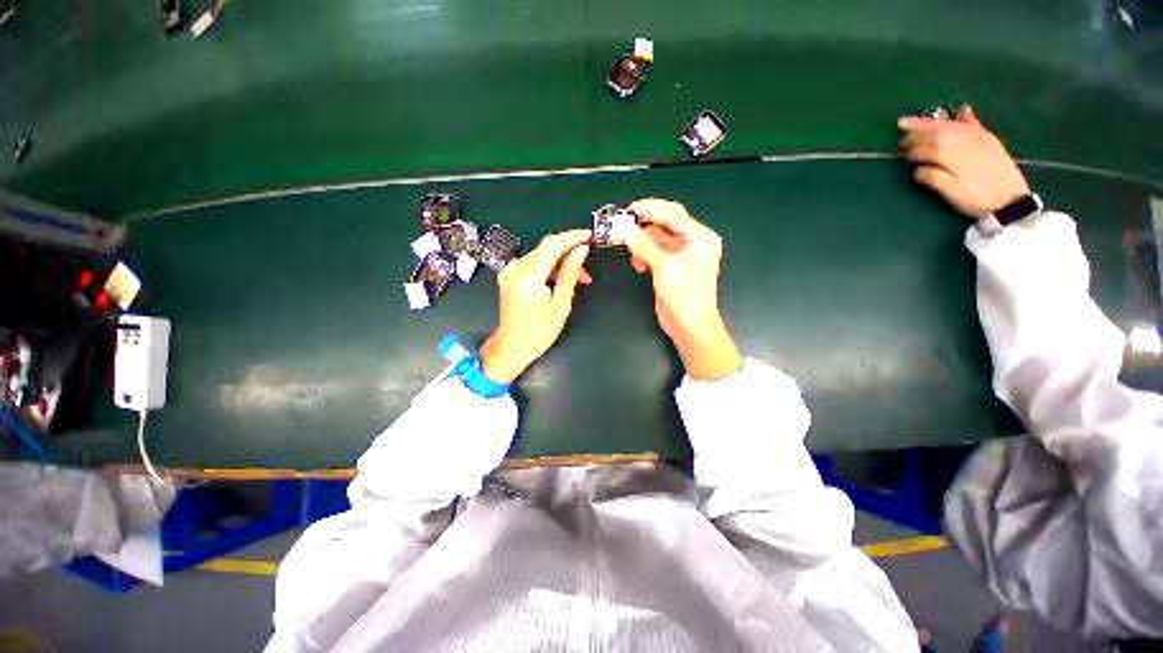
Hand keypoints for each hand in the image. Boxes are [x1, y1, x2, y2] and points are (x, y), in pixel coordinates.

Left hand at [480, 230, 591, 383]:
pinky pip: (533, 265)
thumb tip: (581, 250)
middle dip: (569, 253)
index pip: (552, 245)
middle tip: (587, 267)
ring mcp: (510, 271)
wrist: (512, 347)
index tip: (590, 236)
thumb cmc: (539, 332)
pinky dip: (549, 269)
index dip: (572, 237)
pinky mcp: (510, 276)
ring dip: (561, 264)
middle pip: (546, 249)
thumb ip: (570, 274)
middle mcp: (515, 268)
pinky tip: (561, 281)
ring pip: (541, 257)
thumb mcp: (560, 304)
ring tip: (580, 279)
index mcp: (527, 276)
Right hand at [624, 198, 742, 379]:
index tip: (629, 209)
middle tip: (622, 224)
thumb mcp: (665, 268)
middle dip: (644, 225)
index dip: (651, 209)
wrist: (690, 327)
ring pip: (657, 239)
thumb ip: (645, 246)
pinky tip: (637, 264)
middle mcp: (693, 243)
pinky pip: (654, 253)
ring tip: (628, 246)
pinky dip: (644, 255)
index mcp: (700, 238)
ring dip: (642, 242)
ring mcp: (681, 256)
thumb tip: (626, 229)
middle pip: (666, 224)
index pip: (674, 214)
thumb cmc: (685, 296)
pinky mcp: (670, 268)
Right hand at [898, 105, 1030, 219]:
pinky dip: (967, 116)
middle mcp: (965, 143)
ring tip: (920, 119)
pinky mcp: (990, 141)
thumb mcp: (952, 193)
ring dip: (935, 121)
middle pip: (938, 131)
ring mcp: (979, 139)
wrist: (1011, 201)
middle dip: (919, 129)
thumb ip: (934, 179)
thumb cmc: (977, 200)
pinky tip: (963, 110)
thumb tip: (917, 170)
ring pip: (953, 125)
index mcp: (953, 157)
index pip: (928, 147)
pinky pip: (976, 124)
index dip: (912, 147)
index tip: (900, 150)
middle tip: (902, 127)